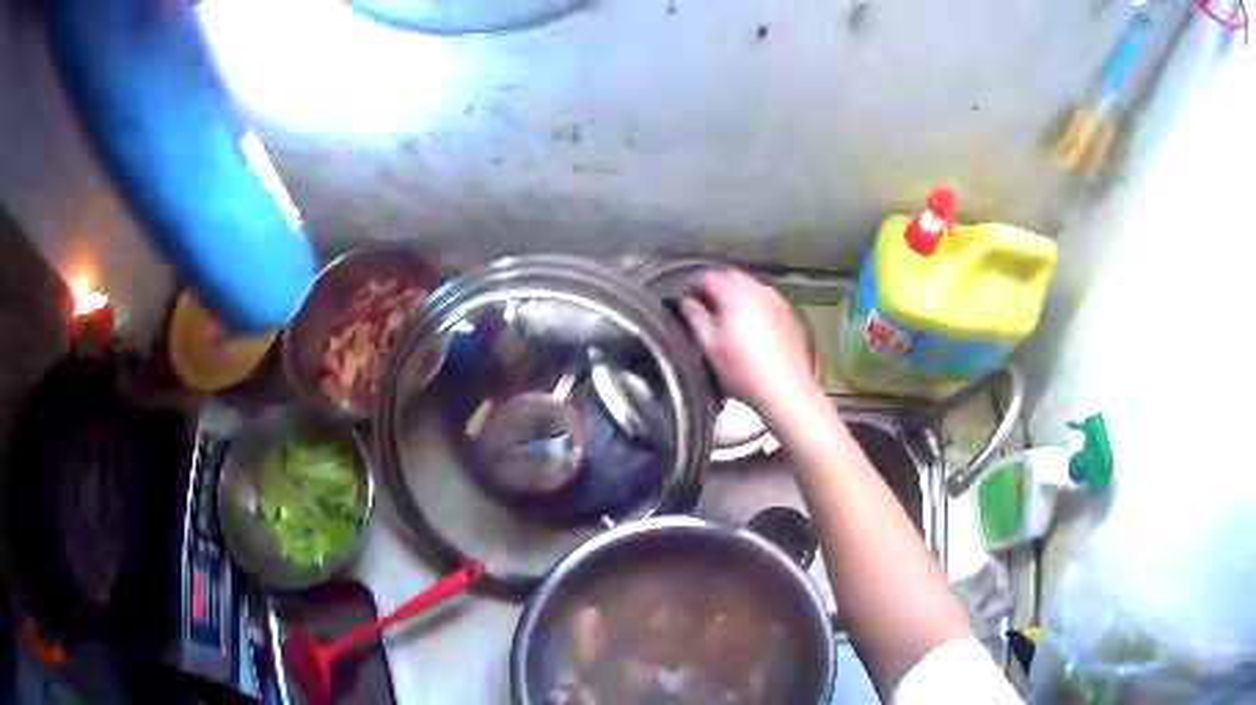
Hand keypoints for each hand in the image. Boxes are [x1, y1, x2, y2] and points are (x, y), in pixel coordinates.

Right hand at [680, 270, 817, 416]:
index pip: (710, 277)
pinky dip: (755, 304)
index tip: (687, 299)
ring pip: (752, 286)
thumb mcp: (711, 347)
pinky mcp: (790, 315)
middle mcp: (759, 290)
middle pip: (733, 277)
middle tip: (706, 306)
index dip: (695, 285)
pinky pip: (767, 299)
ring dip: (737, 293)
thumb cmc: (743, 370)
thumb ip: (695, 318)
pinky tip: (753, 324)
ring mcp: (778, 301)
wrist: (787, 390)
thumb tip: (686, 301)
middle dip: (717, 286)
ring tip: (729, 314)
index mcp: (736, 295)